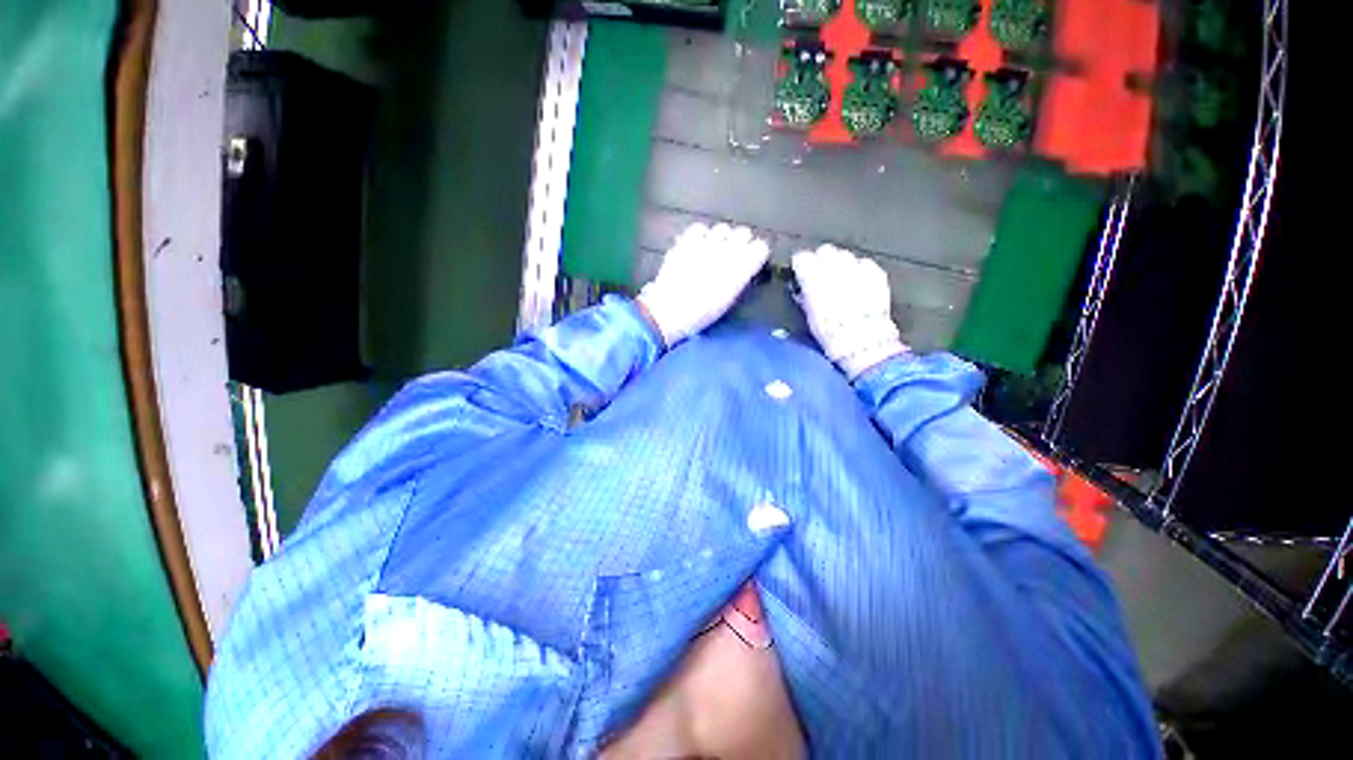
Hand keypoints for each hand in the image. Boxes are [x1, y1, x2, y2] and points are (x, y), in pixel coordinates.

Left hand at [638, 223, 770, 346]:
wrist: (669, 311)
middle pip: (743, 232)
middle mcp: (726, 253)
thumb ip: (739, 278)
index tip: (752, 258)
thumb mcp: (728, 299)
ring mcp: (705, 244)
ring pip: (723, 228)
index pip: (760, 247)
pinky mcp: (686, 242)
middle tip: (733, 254)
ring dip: (722, 237)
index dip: (756, 252)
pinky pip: (699, 228)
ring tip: (714, 249)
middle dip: (741, 241)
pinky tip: (698, 245)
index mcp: (740, 271)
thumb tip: (745, 266)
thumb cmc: (701, 313)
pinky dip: (701, 235)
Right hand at [791, 244, 907, 378]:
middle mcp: (835, 269)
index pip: (803, 257)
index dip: (801, 263)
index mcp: (815, 281)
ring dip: (840, 263)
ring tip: (841, 277)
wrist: (863, 342)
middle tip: (821, 273)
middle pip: (825, 250)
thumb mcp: (810, 316)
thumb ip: (805, 296)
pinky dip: (859, 269)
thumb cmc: (831, 334)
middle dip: (821, 259)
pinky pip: (865, 263)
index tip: (800, 270)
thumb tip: (802, 288)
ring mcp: (858, 270)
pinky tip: (858, 282)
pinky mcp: (876, 274)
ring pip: (845, 254)